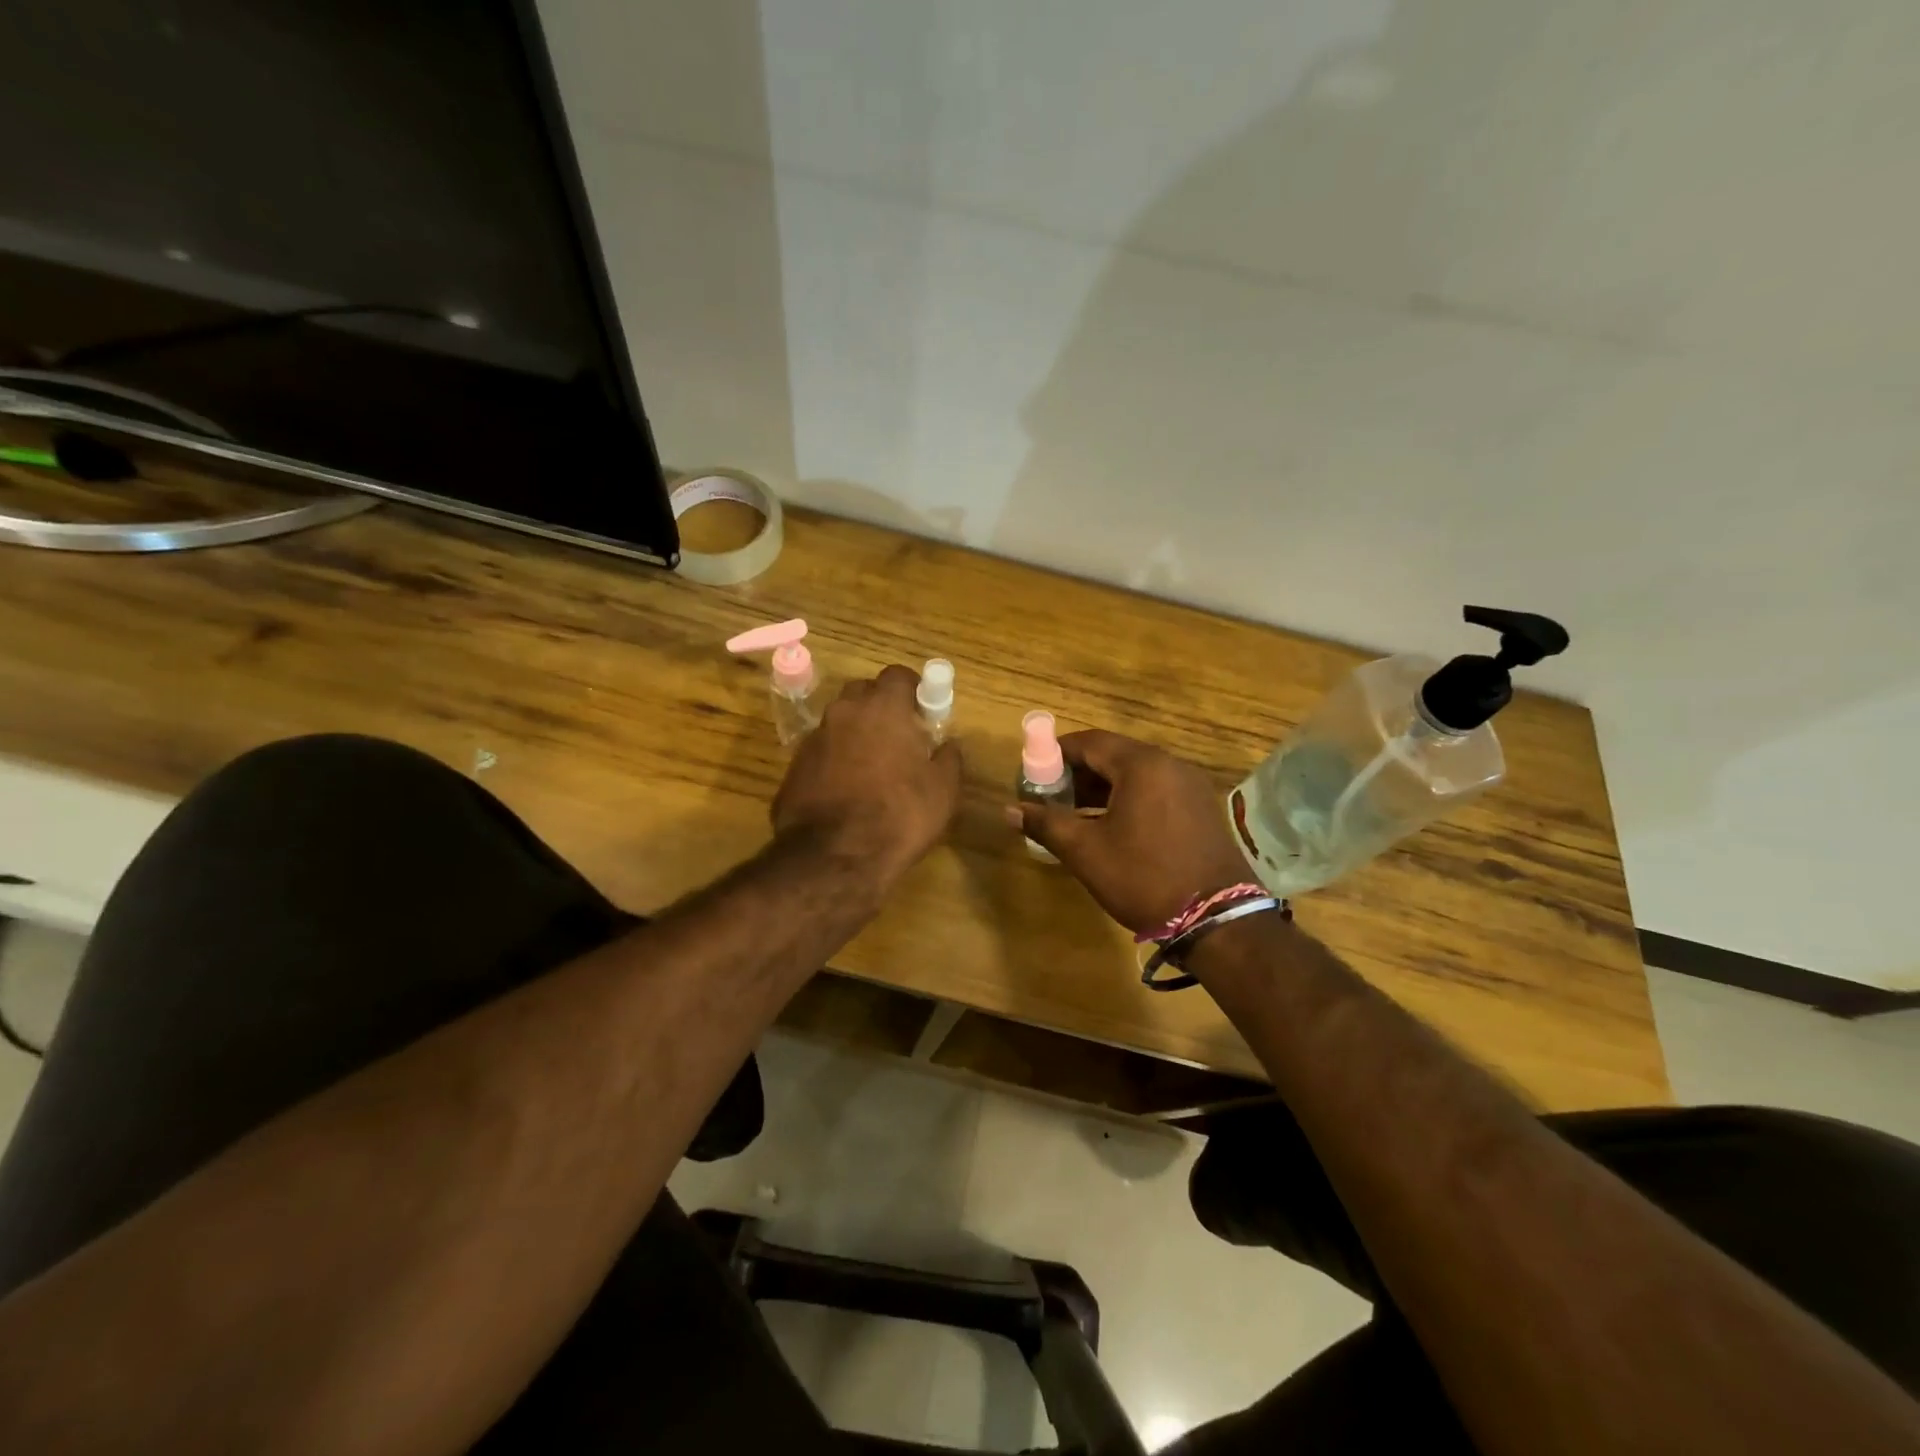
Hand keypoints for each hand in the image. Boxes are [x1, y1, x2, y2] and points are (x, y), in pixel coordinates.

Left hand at [773, 665, 962, 888]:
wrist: (834, 858)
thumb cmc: (899, 816)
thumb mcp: (943, 790)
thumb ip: (949, 758)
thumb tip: (948, 745)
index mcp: (882, 708)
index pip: (898, 675)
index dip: (914, 689)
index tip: (925, 711)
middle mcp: (844, 713)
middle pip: (864, 693)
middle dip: (882, 706)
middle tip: (901, 736)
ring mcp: (814, 739)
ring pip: (840, 722)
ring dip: (857, 734)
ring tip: (875, 767)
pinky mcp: (794, 768)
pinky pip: (823, 752)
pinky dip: (836, 760)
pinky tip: (848, 790)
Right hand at [1013, 731, 1250, 934]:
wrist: (1217, 919)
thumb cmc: (1144, 877)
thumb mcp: (1086, 851)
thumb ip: (1046, 823)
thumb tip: (1010, 810)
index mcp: (1141, 765)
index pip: (1088, 742)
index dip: (1055, 754)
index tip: (1032, 774)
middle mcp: (1169, 764)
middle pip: (1113, 755)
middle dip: (1077, 772)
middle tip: (1050, 797)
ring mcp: (1190, 785)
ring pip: (1135, 774)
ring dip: (1101, 787)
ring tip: (1073, 814)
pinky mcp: (1201, 808)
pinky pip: (1155, 790)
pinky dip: (1127, 798)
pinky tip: (1111, 826)